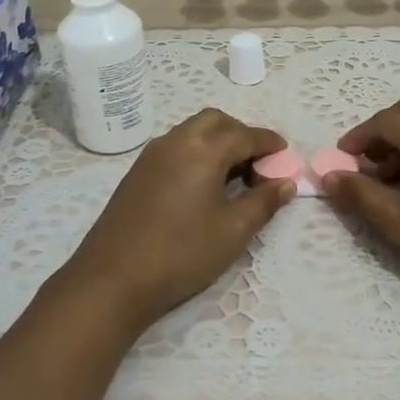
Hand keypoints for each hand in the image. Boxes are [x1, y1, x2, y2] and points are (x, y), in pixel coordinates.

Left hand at [54, 108, 293, 333]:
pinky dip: (197, 152)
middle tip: (258, 162)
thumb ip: (264, 202)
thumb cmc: (182, 252)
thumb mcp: (233, 230)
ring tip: (233, 173)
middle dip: (242, 134)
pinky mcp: (137, 172)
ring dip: (217, 141)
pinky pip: (176, 147)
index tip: (285, 153)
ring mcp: (152, 155)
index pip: (246, 135)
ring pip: (192, 131)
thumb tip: (286, 182)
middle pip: (216, 122)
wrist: (112, 278)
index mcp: (204, 149)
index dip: (269, 143)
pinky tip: (202, 183)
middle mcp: (177, 141)